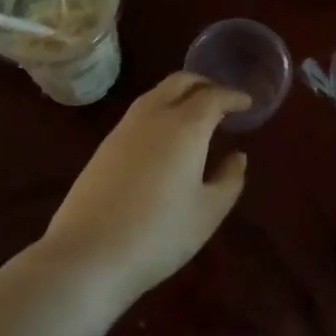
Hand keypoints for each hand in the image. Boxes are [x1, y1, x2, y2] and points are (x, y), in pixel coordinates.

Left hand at [39, 72, 249, 302]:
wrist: (88, 254)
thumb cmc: (159, 234)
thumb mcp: (208, 212)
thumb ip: (229, 179)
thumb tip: (237, 156)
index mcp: (185, 125)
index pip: (214, 96)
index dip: (233, 97)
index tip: (247, 103)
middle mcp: (154, 115)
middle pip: (181, 81)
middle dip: (205, 84)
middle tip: (222, 100)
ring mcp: (124, 127)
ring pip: (157, 93)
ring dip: (180, 94)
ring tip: (196, 115)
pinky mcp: (105, 145)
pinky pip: (141, 111)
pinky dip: (161, 109)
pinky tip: (166, 136)